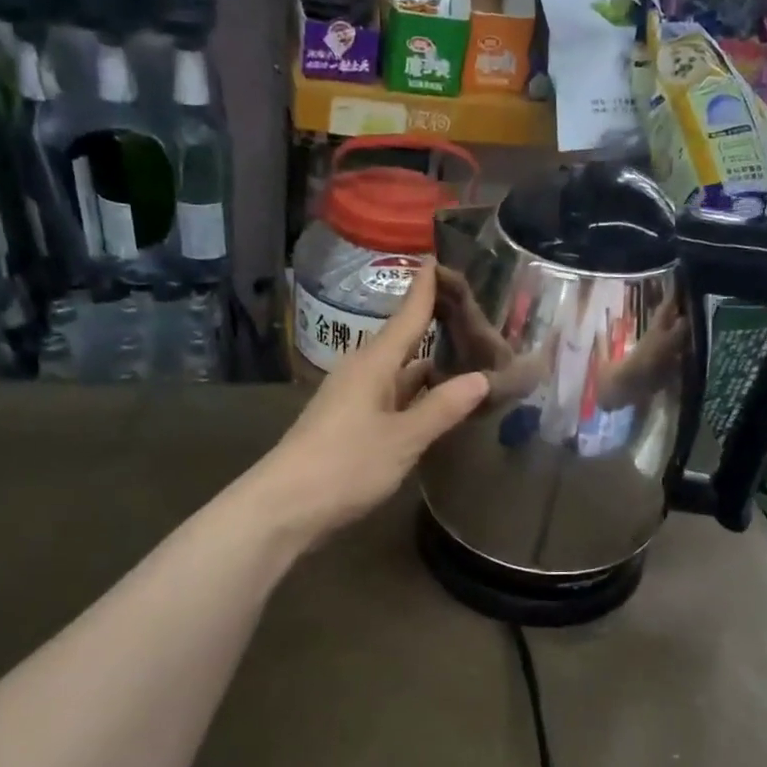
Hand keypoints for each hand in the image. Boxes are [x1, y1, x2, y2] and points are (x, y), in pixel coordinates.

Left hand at [257, 270, 488, 544]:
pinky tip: (438, 405)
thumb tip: (481, 377)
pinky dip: (417, 397)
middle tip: (479, 320)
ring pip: (400, 374)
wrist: (285, 508)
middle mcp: (363, 373)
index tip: (441, 258)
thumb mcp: (403, 439)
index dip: (426, 289)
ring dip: (431, 368)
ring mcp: (354, 400)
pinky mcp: (351, 425)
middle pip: (405, 342)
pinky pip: (392, 399)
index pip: (408, 316)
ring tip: (471, 360)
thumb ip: (443, 408)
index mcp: (374, 364)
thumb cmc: (345, 465)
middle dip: (438, 330)